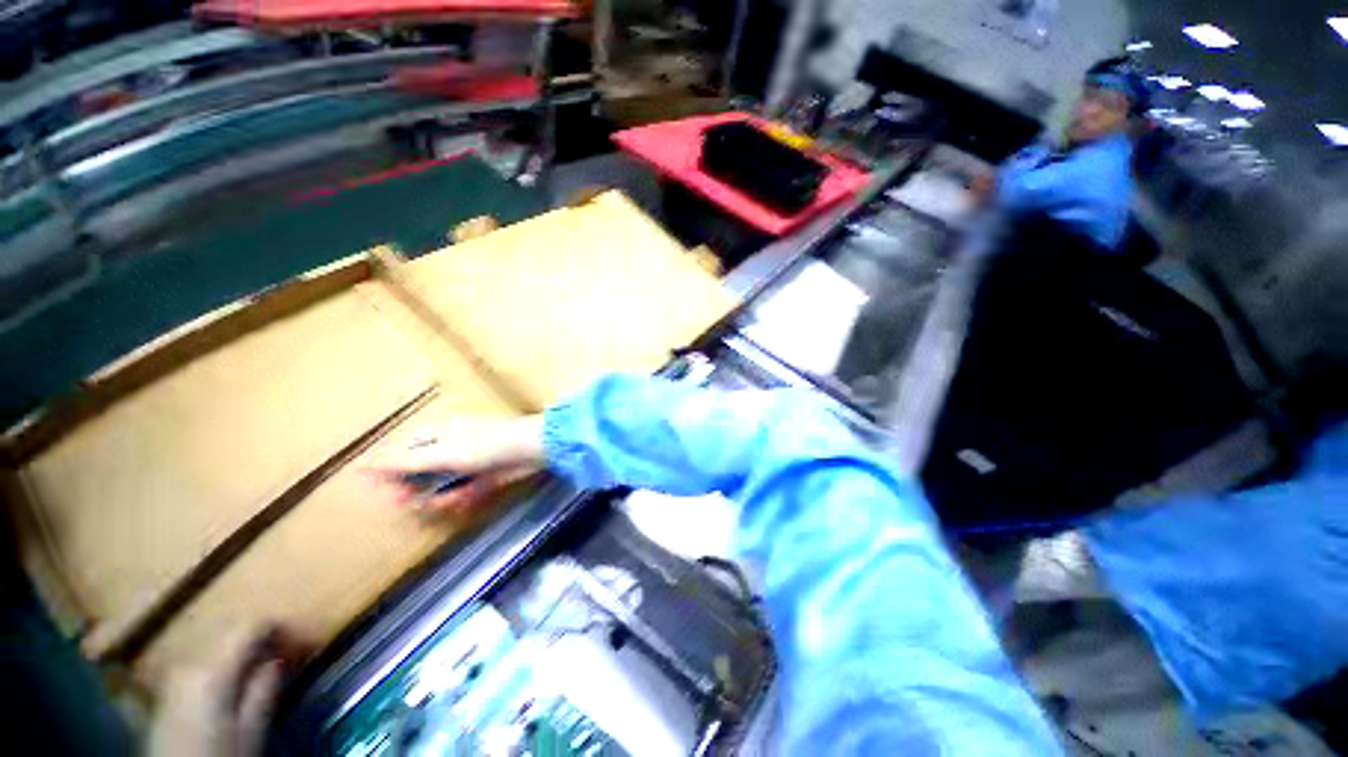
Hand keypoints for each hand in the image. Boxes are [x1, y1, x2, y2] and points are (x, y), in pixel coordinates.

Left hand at [149, 625, 308, 756]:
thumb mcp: (250, 732)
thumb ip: (264, 691)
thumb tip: (279, 658)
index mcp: (212, 669)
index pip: (250, 625)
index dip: (278, 624)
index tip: (299, 634)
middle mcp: (189, 662)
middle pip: (229, 631)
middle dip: (258, 636)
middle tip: (284, 648)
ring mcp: (174, 674)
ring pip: (214, 644)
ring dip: (240, 648)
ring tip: (261, 662)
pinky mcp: (168, 688)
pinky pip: (202, 659)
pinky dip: (223, 660)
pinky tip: (233, 677)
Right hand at [369, 415, 544, 514]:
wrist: (532, 449)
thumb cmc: (486, 445)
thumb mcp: (442, 455)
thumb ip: (404, 464)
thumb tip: (363, 467)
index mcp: (439, 433)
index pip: (406, 451)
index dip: (393, 470)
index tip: (383, 489)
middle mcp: (452, 446)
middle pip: (423, 470)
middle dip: (416, 488)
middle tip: (408, 502)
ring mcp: (470, 462)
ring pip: (444, 484)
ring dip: (441, 496)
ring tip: (445, 501)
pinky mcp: (485, 476)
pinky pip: (465, 490)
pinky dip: (461, 497)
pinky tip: (464, 500)